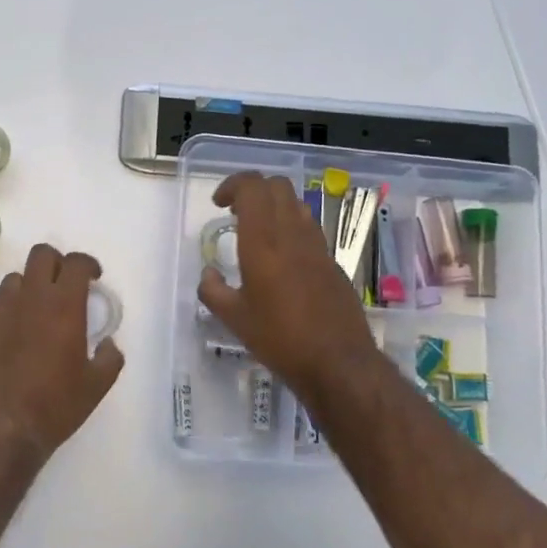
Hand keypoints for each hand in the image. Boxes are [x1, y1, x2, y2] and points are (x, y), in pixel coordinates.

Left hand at [0, 243, 124, 459]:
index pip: (75, 263)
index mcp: (64, 306)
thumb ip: (109, 358)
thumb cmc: (55, 405)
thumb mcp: (97, 386)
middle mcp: (31, 299)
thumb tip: (107, 344)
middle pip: (41, 255)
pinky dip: (13, 307)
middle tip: (67, 285)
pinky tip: (20, 332)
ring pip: (16, 277)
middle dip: (57, 262)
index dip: (88, 264)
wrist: (3, 428)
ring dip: (32, 283)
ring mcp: (3, 311)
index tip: (94, 278)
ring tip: (41, 307)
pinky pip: (0, 303)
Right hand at [198, 172, 381, 408]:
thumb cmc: (280, 339)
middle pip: (277, 186)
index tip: (219, 204)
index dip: (233, 185)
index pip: (253, 187)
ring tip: (257, 234)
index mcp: (264, 242)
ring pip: (296, 204)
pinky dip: (290, 228)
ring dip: (273, 207)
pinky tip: (281, 259)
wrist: (338, 362)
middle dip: (253, 190)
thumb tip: (208, 276)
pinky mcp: (332, 262)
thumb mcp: (234, 319)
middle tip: (235, 214)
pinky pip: (309, 228)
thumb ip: (213, 291)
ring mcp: (317, 246)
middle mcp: (292, 234)